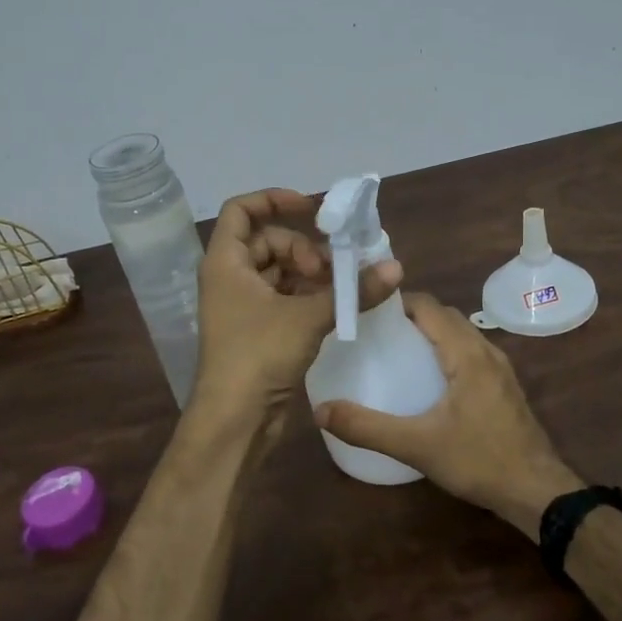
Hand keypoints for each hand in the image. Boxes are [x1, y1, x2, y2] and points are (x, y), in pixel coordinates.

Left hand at [193, 188, 401, 419]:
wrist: (234, 420)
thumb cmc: (258, 355)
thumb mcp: (308, 317)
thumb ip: (352, 290)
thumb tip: (396, 268)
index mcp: (225, 262)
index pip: (241, 210)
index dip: (274, 200)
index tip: (312, 209)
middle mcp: (229, 277)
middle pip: (268, 242)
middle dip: (304, 249)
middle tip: (333, 271)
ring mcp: (241, 305)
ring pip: (279, 272)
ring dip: (312, 275)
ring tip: (342, 290)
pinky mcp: (256, 330)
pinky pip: (283, 298)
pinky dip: (308, 297)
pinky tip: (336, 308)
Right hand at [313, 292, 581, 538]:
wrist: (537, 492)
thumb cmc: (478, 460)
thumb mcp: (416, 445)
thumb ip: (367, 427)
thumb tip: (321, 410)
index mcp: (467, 353)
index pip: (429, 306)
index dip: (396, 301)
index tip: (365, 310)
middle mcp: (486, 351)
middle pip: (445, 316)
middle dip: (410, 316)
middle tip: (374, 332)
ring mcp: (500, 369)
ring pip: (461, 334)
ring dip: (431, 333)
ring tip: (396, 351)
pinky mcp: (504, 388)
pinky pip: (471, 353)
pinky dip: (446, 351)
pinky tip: (428, 380)